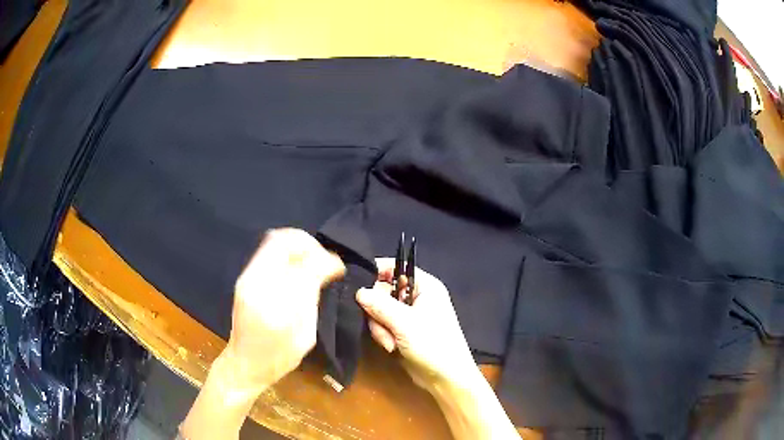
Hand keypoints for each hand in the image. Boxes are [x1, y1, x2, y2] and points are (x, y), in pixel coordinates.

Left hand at [222, 228, 344, 392]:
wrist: (245, 363)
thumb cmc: (279, 358)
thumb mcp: (305, 335)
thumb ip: (312, 299)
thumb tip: (326, 269)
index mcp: (277, 308)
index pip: (305, 267)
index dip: (326, 260)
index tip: (338, 267)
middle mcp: (257, 286)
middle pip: (283, 242)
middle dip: (309, 244)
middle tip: (324, 258)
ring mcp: (246, 279)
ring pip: (274, 241)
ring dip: (298, 245)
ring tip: (312, 260)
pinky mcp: (244, 278)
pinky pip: (268, 251)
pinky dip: (287, 251)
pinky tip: (297, 266)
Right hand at [355, 258, 476, 392]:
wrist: (446, 378)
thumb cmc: (432, 344)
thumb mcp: (405, 322)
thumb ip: (379, 304)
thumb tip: (358, 291)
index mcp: (425, 286)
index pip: (395, 267)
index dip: (376, 272)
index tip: (357, 282)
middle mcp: (416, 296)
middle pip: (383, 291)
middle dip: (378, 311)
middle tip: (382, 326)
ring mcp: (409, 315)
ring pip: (379, 310)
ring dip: (380, 327)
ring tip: (390, 342)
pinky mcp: (402, 330)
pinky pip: (383, 325)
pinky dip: (383, 335)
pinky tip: (391, 347)